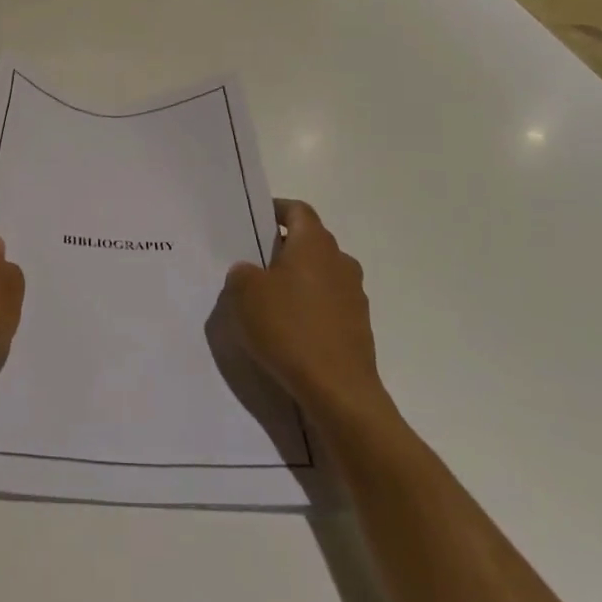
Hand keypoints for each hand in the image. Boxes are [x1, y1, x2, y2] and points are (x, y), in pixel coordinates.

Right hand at [222, 199, 389, 428]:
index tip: (256, 221)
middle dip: (284, 249)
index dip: (277, 210)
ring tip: (270, 302)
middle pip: (311, 242)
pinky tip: (290, 332)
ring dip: (299, 281)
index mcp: (314, 244)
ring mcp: (354, 296)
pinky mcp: (358, 328)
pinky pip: (329, 306)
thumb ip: (242, 273)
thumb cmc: (289, 329)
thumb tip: (251, 272)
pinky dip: (310, 310)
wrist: (338, 391)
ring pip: (321, 275)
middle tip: (255, 264)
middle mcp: (340, 262)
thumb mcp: (244, 293)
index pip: (298, 210)